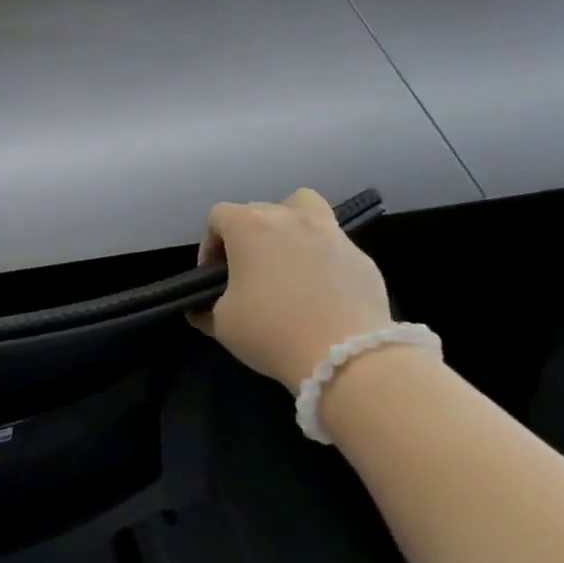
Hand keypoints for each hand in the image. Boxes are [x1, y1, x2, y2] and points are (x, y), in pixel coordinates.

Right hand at [192, 189, 394, 392]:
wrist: (344, 354)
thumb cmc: (271, 331)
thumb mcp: (222, 325)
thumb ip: (206, 308)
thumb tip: (203, 308)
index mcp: (250, 227)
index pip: (218, 216)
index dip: (209, 245)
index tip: (213, 277)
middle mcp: (290, 217)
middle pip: (259, 211)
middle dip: (246, 239)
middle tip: (246, 275)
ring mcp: (331, 232)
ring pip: (304, 208)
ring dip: (289, 226)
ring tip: (286, 260)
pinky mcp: (360, 255)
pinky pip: (332, 246)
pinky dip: (320, 259)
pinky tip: (319, 292)